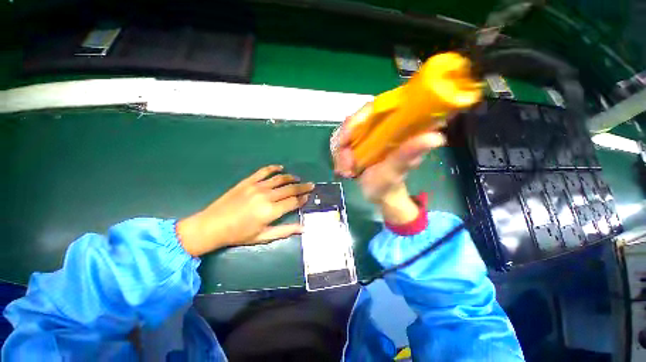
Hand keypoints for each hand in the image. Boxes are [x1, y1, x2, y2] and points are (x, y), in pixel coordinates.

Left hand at [177, 165, 313, 256]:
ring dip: (291, 178)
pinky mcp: (248, 181)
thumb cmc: (239, 234)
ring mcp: (257, 186)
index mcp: (270, 211)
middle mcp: (266, 196)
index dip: (302, 199)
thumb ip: (285, 231)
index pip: (293, 202)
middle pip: (290, 189)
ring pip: (280, 179)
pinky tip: (281, 168)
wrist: (212, 226)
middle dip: (302, 187)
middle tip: (311, 185)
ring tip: (298, 178)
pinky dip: (274, 168)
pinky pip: (264, 171)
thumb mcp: (263, 236)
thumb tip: (303, 228)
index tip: (308, 197)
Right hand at [333, 103, 445, 223]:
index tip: (346, 139)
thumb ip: (407, 155)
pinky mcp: (355, 143)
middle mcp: (378, 126)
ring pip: (343, 134)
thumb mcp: (396, 171)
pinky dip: (338, 157)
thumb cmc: (389, 184)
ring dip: (340, 154)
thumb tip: (436, 137)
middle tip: (346, 166)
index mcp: (393, 125)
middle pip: (353, 121)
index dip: (357, 119)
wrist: (377, 193)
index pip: (374, 108)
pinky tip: (343, 170)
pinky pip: (339, 144)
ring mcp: (365, 135)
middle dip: (343, 143)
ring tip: (346, 172)